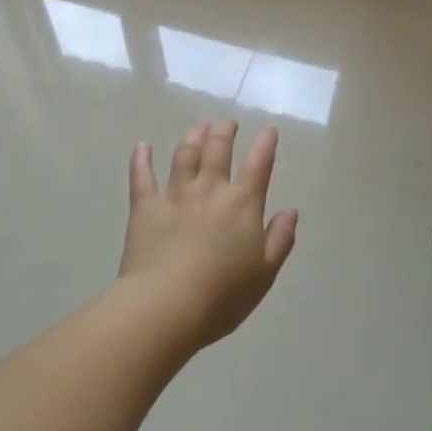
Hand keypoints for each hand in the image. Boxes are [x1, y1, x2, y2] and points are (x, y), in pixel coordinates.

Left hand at [119, 122, 298, 348]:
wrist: (166, 306)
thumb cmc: (223, 295)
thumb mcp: (264, 273)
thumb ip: (280, 239)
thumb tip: (290, 211)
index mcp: (242, 204)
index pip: (258, 164)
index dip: (265, 144)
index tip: (268, 131)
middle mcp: (209, 190)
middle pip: (217, 149)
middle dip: (224, 132)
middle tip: (227, 124)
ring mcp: (175, 196)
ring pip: (184, 155)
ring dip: (193, 137)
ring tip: (199, 128)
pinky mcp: (144, 208)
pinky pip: (142, 176)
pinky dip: (141, 159)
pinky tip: (142, 146)